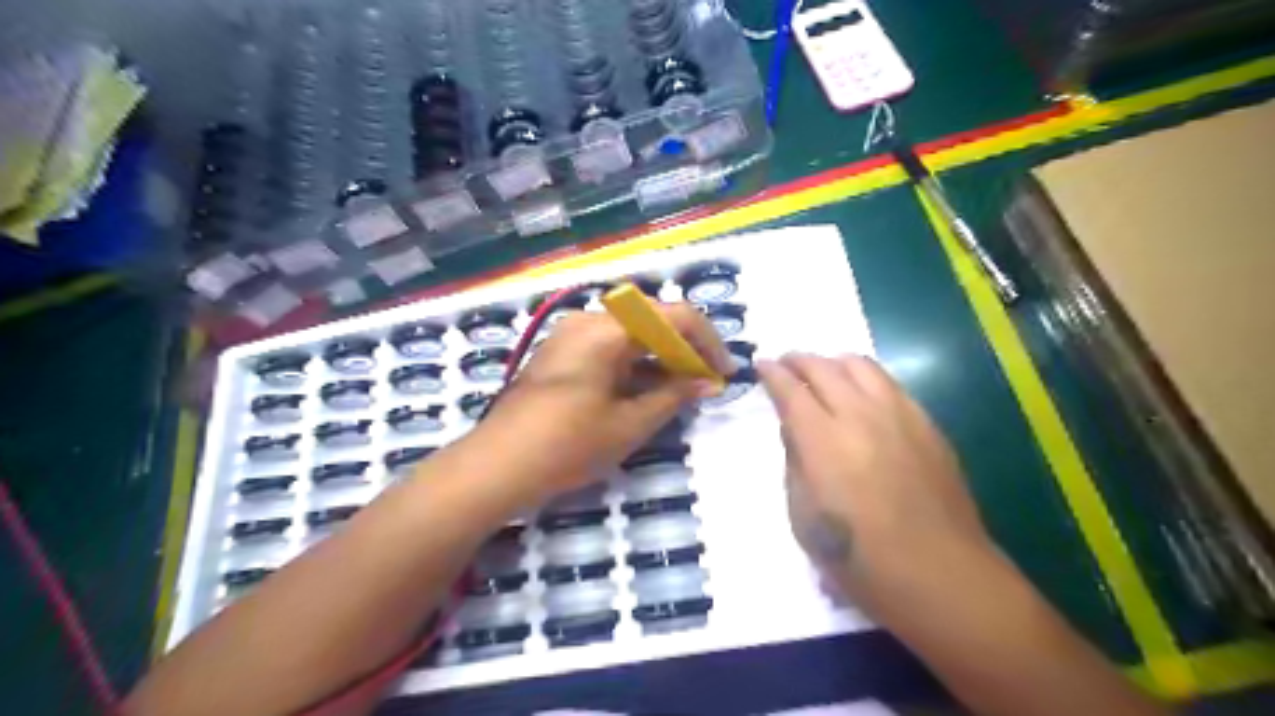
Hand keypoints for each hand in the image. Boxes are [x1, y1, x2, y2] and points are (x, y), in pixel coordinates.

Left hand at [468, 300, 727, 503]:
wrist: (497, 466)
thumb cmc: (568, 445)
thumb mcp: (630, 423)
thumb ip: (674, 395)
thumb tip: (708, 381)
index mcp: (608, 329)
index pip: (674, 316)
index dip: (707, 342)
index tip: (723, 373)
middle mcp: (589, 320)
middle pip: (652, 321)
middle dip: (685, 349)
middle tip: (706, 382)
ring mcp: (571, 335)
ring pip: (631, 334)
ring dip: (660, 357)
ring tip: (683, 390)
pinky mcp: (562, 353)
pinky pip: (609, 347)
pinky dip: (635, 364)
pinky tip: (649, 390)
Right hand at [756, 354, 995, 614]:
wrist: (940, 574)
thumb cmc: (860, 558)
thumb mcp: (803, 517)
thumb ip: (795, 463)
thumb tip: (794, 430)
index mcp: (824, 441)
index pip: (791, 390)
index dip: (772, 374)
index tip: (760, 365)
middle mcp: (860, 416)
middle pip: (824, 368)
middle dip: (798, 360)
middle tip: (785, 364)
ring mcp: (899, 415)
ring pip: (861, 365)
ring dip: (834, 362)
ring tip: (823, 371)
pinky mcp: (927, 425)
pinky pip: (890, 384)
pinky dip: (865, 378)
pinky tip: (862, 394)